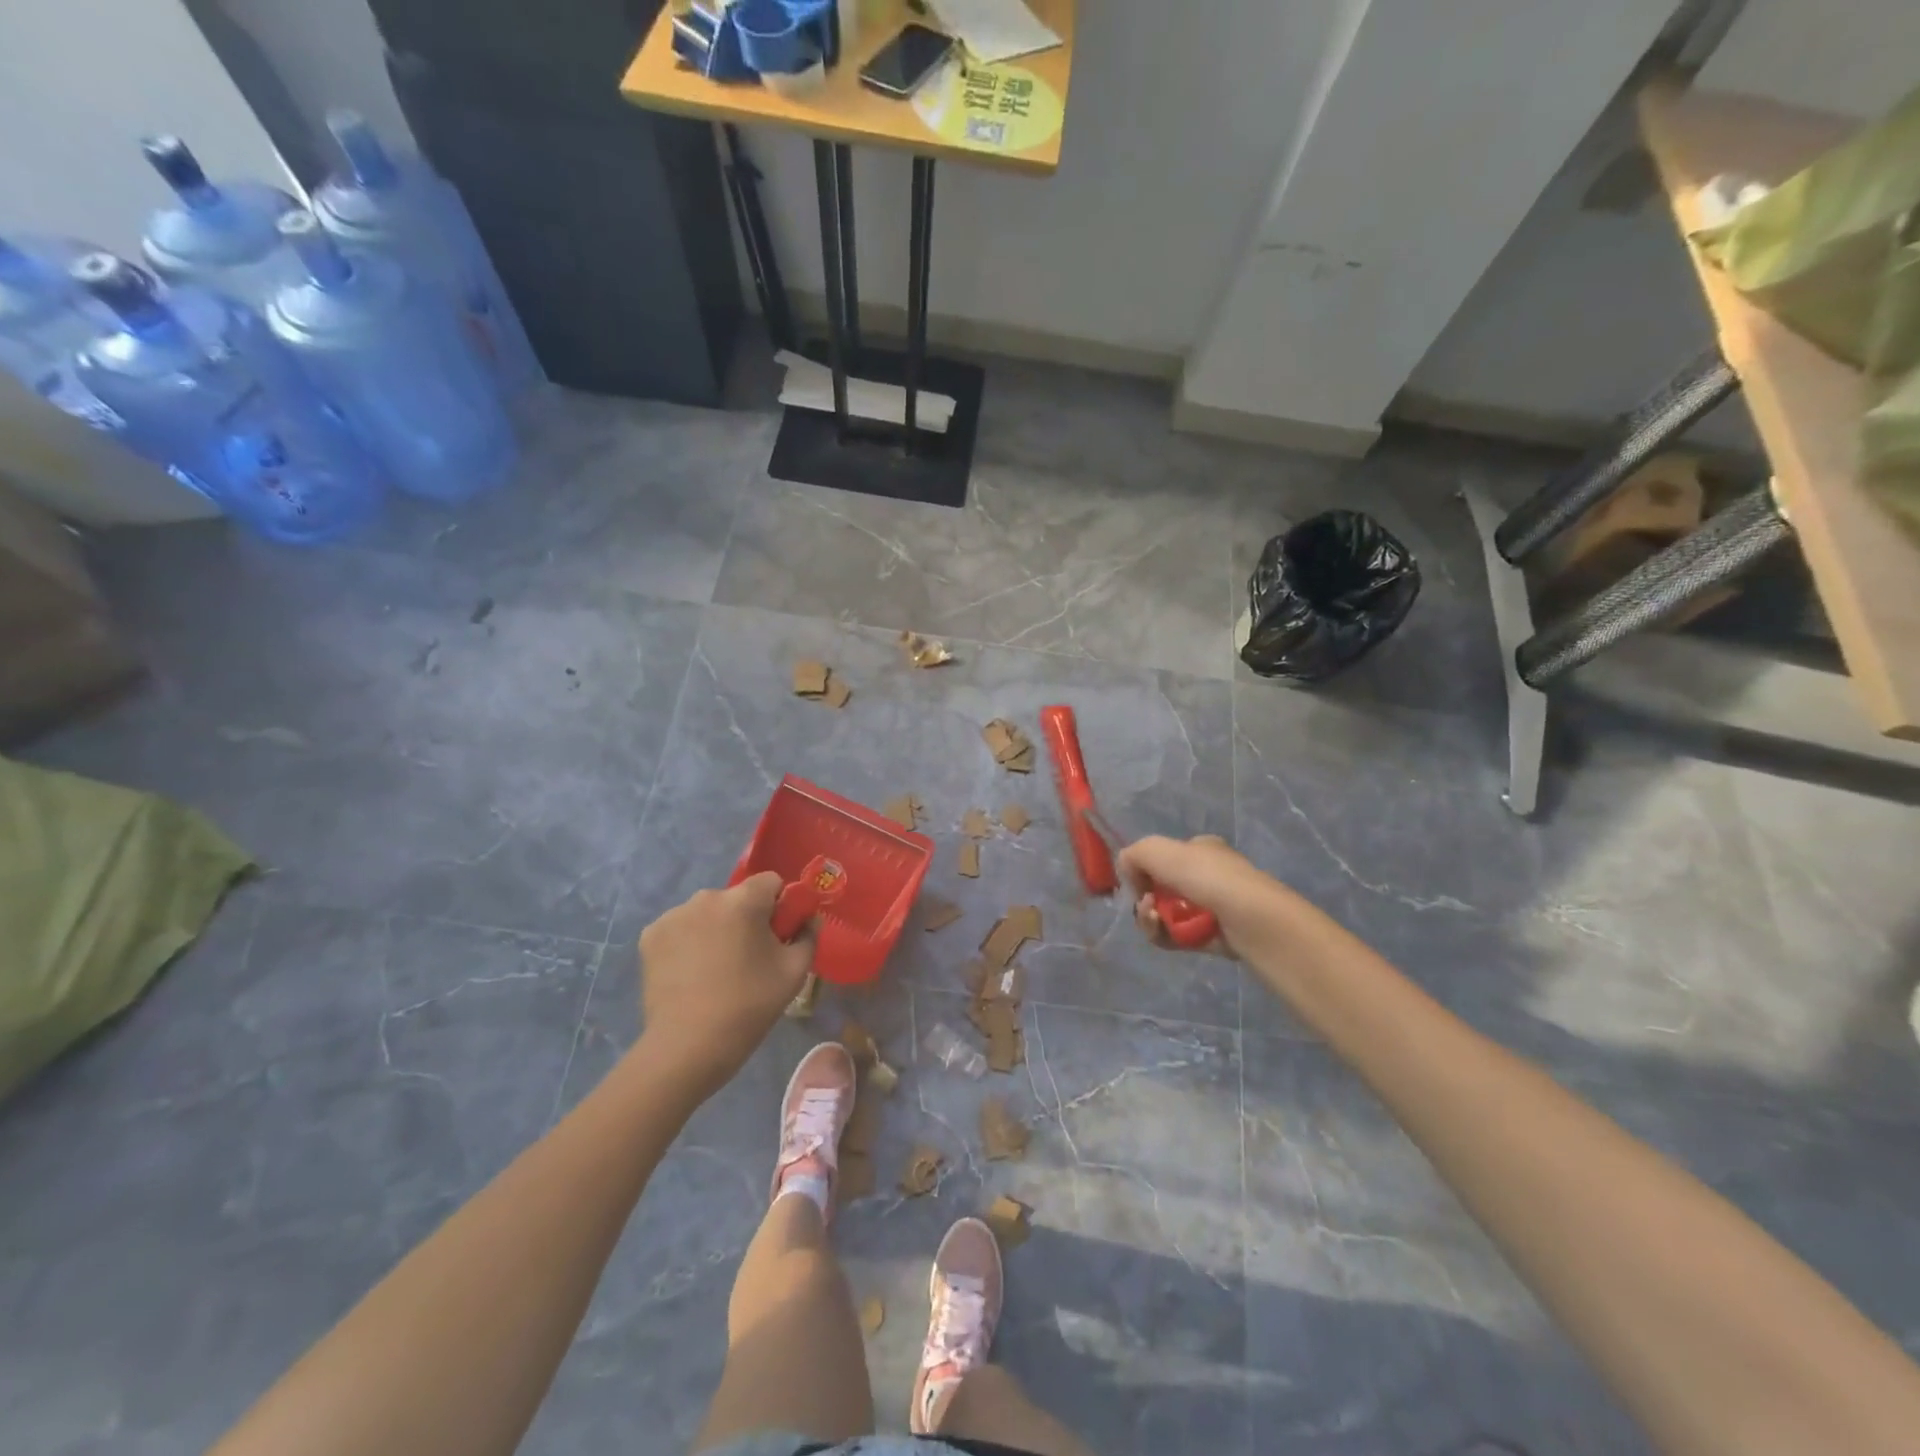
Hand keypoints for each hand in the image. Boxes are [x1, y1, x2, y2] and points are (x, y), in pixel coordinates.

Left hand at [635, 873, 814, 1097]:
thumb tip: (809, 919)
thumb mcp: (794, 972)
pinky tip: (690, 973)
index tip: (777, 936)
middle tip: (748, 958)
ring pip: (707, 913)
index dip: (779, 905)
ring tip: (715, 970)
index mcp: (743, 901)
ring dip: (715, 929)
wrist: (688, 1047)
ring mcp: (673, 916)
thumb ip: (809, 935)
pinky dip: (688, 942)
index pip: (770, 882)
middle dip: (745, 918)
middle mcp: (705, 897)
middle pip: (736, 898)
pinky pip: (680, 928)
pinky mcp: (650, 937)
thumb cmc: (749, 1006)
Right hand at [1118, 835, 1290, 959]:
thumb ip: (1133, 854)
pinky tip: (1162, 932)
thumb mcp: (1157, 849)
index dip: (1144, 870)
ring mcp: (1210, 908)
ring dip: (1150, 918)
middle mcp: (1206, 876)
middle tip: (1146, 904)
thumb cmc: (1206, 876)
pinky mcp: (1210, 937)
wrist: (1250, 919)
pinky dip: (1163, 935)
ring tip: (1154, 919)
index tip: (1138, 882)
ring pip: (1165, 914)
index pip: (1163, 858)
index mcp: (1200, 850)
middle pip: (1160, 889)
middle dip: (1145, 898)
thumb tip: (1128, 873)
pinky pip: (1175, 937)